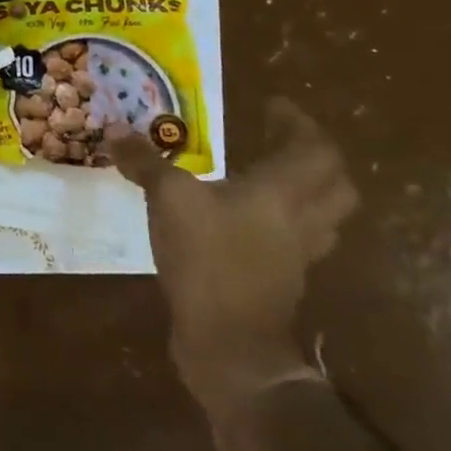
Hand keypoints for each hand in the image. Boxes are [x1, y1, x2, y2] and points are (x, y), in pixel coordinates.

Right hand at [104, 99, 357, 442]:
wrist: (229, 344)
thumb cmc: (208, 259)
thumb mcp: (168, 200)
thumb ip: (145, 163)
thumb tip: (116, 130)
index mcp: (282, 193)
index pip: (315, 149)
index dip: (299, 123)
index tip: (273, 105)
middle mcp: (301, 220)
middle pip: (334, 184)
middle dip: (313, 156)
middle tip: (278, 139)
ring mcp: (296, 256)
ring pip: (321, 215)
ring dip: (304, 190)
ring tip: (265, 175)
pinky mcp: (281, 281)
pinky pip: (296, 240)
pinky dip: (281, 222)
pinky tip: (244, 220)